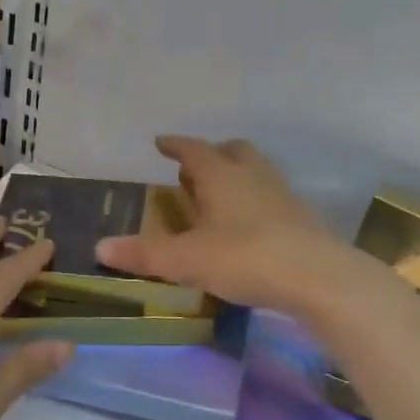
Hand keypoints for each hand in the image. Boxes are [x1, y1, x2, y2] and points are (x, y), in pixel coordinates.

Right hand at [96, 135, 393, 316]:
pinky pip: (273, 197)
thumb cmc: (245, 257)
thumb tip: (99, 247)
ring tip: (220, 197)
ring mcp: (282, 195)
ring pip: (256, 171)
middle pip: (233, 151)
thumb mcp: (186, 260)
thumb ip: (144, 254)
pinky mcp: (303, 218)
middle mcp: (252, 176)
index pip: (194, 150)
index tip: (161, 142)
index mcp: (221, 176)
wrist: (319, 277)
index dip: (175, 145)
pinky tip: (249, 225)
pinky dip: (256, 201)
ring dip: (236, 176)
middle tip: (193, 170)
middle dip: (212, 154)